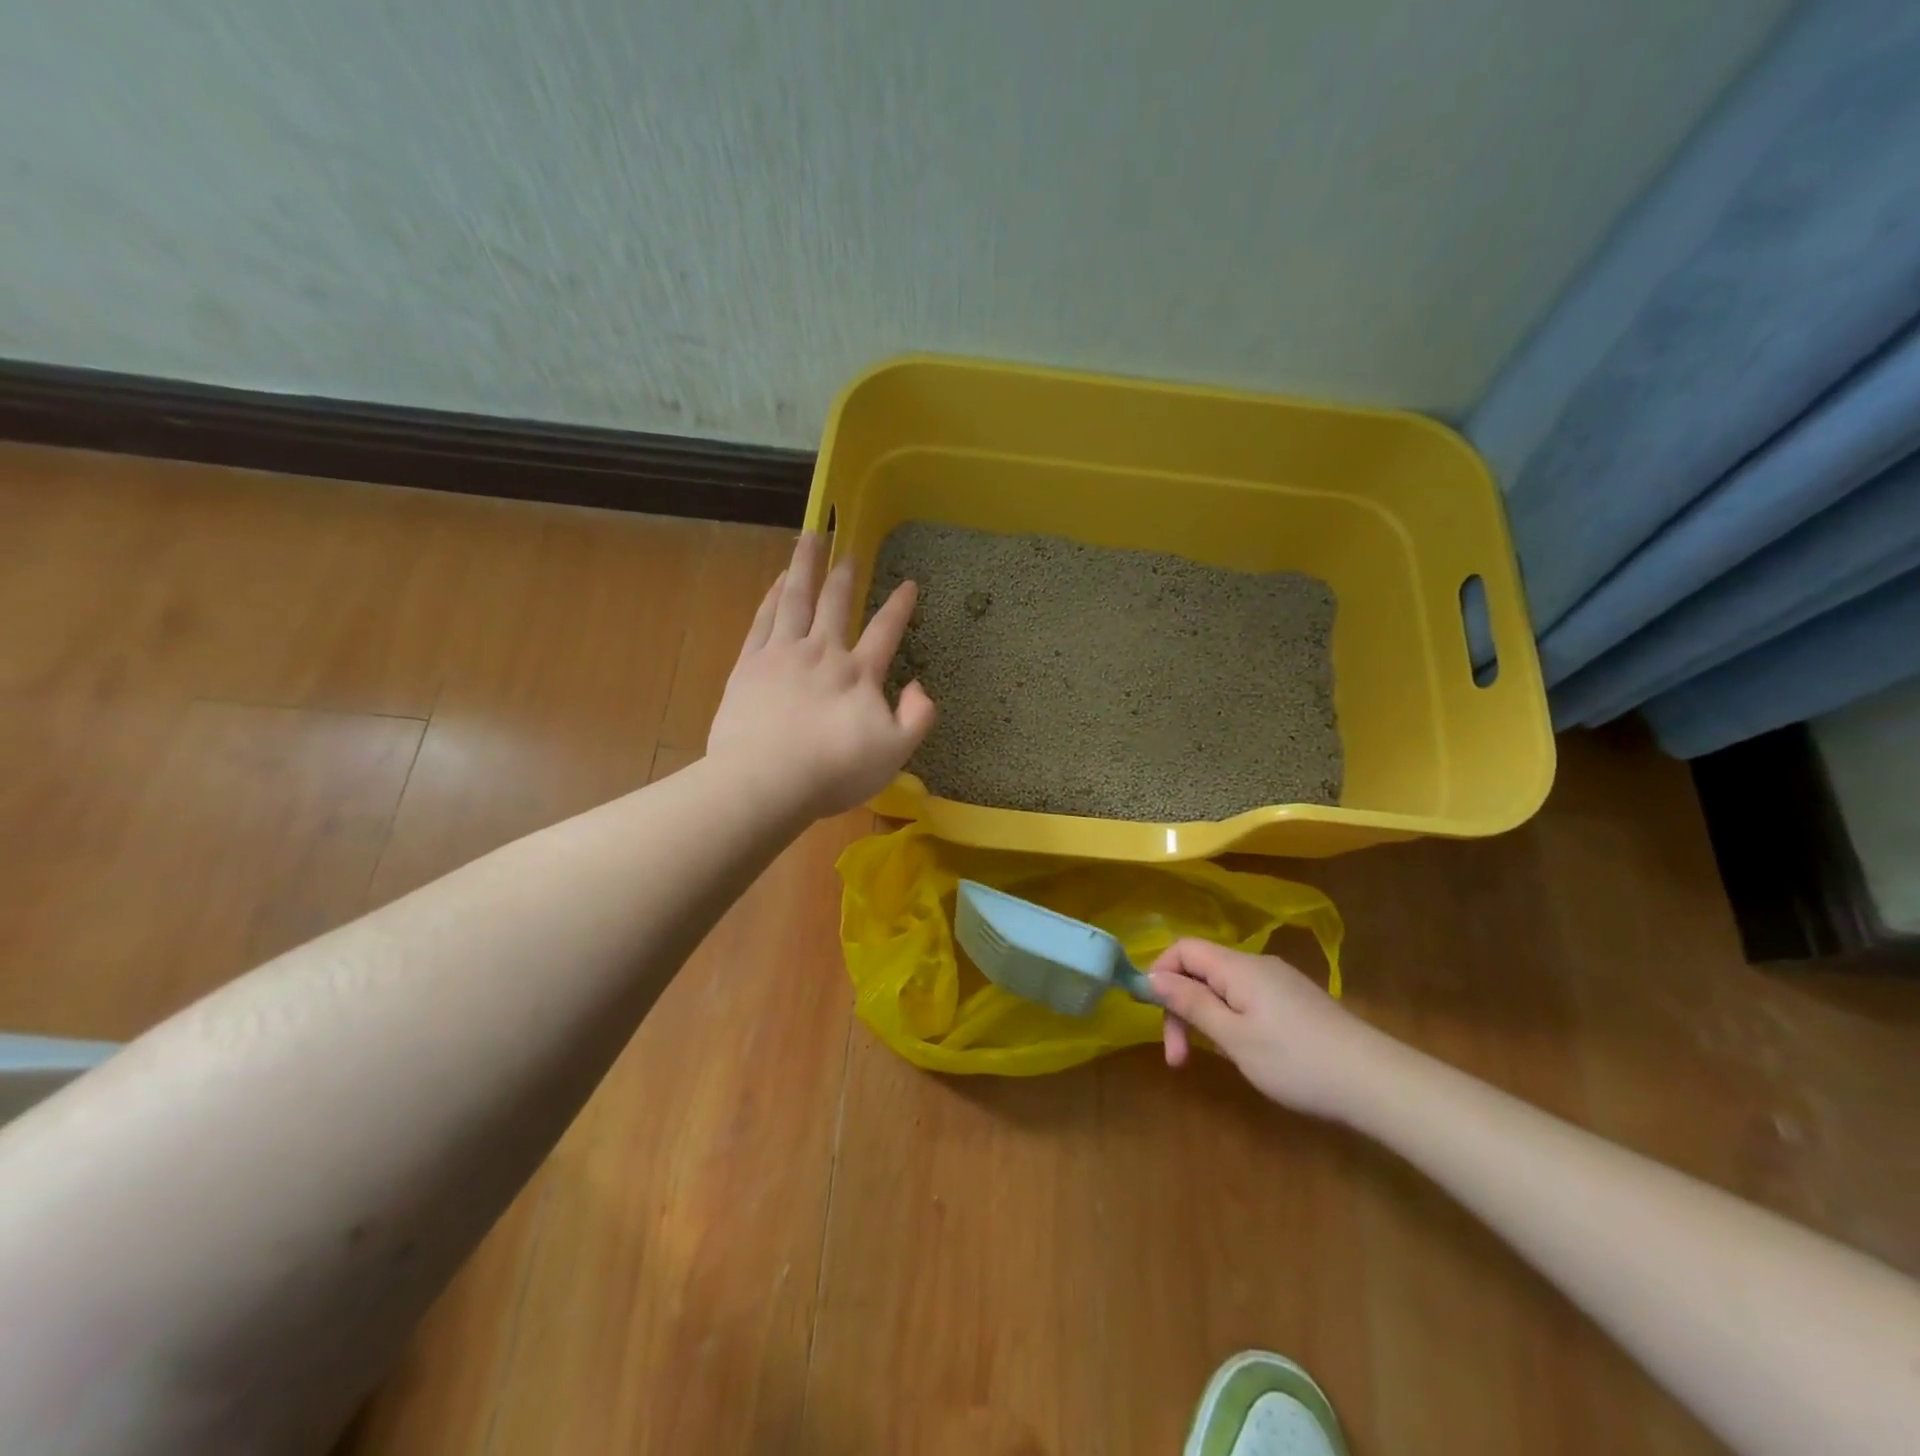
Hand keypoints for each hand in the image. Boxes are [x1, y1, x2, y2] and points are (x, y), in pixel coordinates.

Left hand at [708, 533, 935, 819]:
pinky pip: (765, 619)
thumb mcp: (894, 753)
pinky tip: (778, 581)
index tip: (909, 584)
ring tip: (810, 538)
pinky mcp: (750, 664)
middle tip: (849, 550)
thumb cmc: (834, 771)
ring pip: (797, 599)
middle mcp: (822, 652)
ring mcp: (783, 654)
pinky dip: (774, 595)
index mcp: (859, 673)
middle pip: (835, 603)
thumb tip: (919, 686)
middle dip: (844, 575)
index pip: (885, 631)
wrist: (766, 780)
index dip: (899, 606)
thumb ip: (917, 718)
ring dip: (805, 566)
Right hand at [1149, 940, 1380, 1119]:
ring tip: (1214, 1058)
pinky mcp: (1295, 1002)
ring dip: (1206, 1018)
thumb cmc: (1297, 1061)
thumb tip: (1152, 976)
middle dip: (1181, 1007)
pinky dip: (1230, 1020)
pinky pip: (1246, 999)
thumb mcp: (1234, 1036)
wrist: (1377, 1083)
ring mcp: (1279, 983)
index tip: (1154, 1016)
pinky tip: (1245, 1052)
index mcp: (1238, 967)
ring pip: (1223, 987)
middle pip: (1201, 969)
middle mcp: (1257, 965)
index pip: (1183, 949)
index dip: (1160, 974)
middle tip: (1179, 1057)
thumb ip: (1191, 1003)